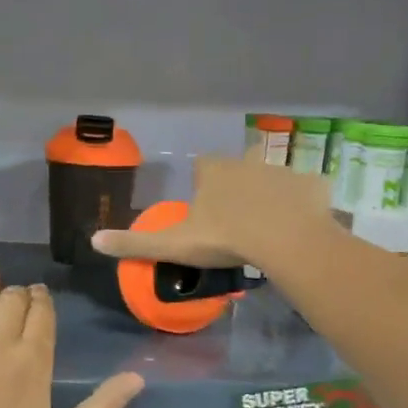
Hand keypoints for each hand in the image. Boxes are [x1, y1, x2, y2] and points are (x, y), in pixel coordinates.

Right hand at [90, 154, 334, 270]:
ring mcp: (283, 171)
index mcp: (215, 171)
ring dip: (271, 195)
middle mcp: (248, 162)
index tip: (204, 207)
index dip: (203, 183)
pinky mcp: (314, 185)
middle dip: (238, 186)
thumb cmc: (226, 238)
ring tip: (271, 226)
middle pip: (239, 168)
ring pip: (274, 179)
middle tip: (238, 218)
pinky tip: (302, 226)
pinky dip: (305, 204)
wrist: (285, 241)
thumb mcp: (174, 245)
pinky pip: (307, 191)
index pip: (203, 167)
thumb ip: (135, 242)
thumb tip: (93, 241)